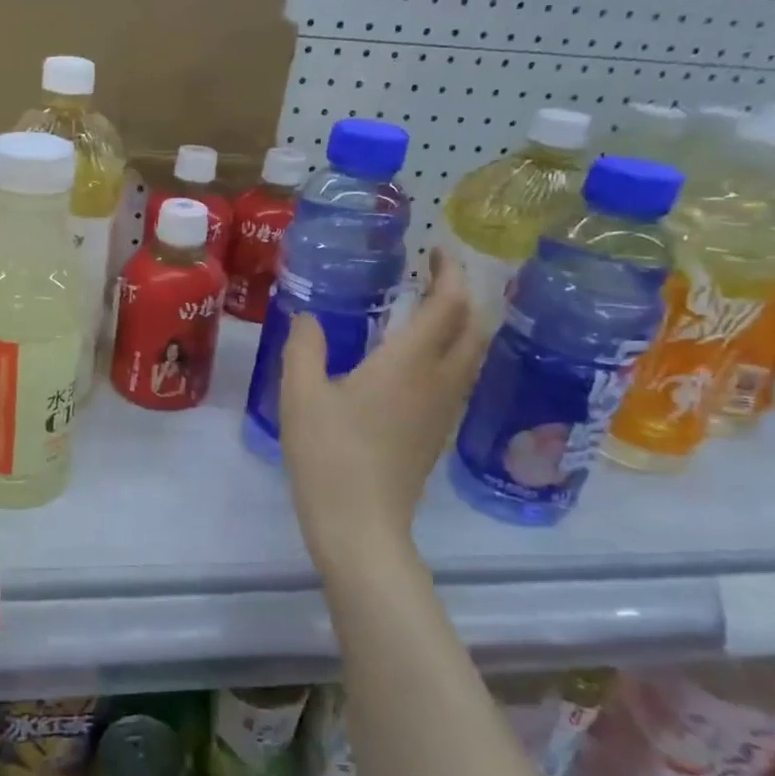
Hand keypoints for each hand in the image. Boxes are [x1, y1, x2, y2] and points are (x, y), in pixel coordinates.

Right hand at [279, 249, 484, 579]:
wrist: (360, 525)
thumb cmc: (328, 453)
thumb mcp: (301, 393)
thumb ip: (305, 346)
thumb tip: (309, 316)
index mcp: (409, 362)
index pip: (449, 303)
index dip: (450, 271)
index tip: (435, 250)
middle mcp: (439, 380)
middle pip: (474, 326)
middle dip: (462, 294)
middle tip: (433, 277)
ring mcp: (444, 410)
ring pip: (471, 354)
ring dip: (460, 323)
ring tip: (427, 310)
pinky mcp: (437, 433)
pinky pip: (458, 377)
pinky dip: (450, 352)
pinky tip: (416, 360)